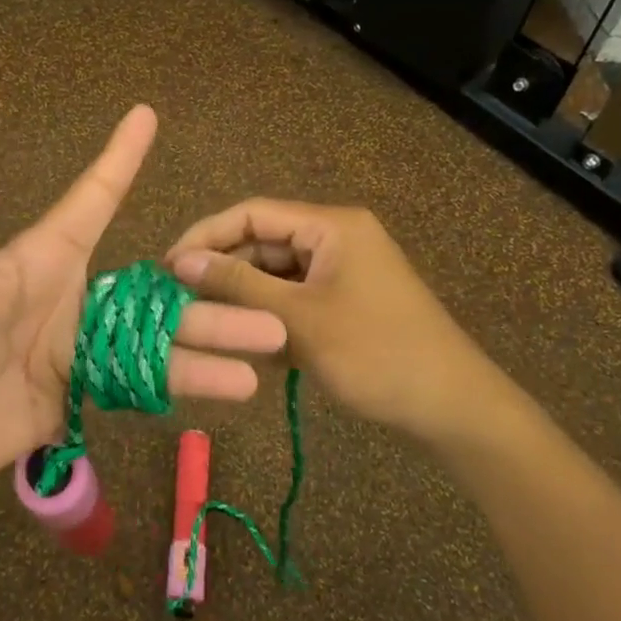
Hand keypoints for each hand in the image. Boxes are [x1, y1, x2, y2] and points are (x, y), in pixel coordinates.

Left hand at [0, 96, 287, 517]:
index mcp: (34, 262)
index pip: (90, 202)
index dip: (119, 160)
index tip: (147, 117)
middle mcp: (62, 302)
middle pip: (151, 292)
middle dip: (209, 294)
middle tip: (270, 302)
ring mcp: (68, 355)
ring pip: (154, 345)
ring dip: (210, 347)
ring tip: (268, 352)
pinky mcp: (66, 403)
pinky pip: (133, 389)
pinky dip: (180, 389)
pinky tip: (226, 395)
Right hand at [167, 200, 506, 448]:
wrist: (452, 408)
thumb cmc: (376, 354)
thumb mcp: (298, 320)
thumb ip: (237, 285)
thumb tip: (181, 261)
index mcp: (330, 226)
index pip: (252, 213)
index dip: (206, 235)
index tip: (168, 267)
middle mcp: (335, 237)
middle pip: (262, 243)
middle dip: (224, 271)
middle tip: (180, 303)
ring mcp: (342, 270)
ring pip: (276, 274)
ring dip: (244, 298)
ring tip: (207, 327)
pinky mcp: (344, 300)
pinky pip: (295, 297)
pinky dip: (269, 317)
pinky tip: (246, 344)